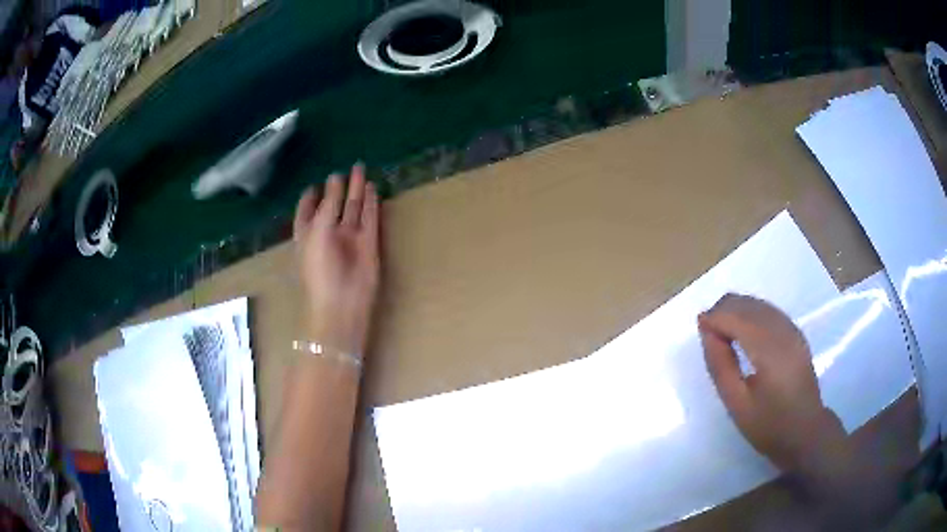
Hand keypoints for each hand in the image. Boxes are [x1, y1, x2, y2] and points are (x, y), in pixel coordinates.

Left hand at [293, 164, 379, 355]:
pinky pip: (370, 218)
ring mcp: (349, 239)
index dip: (311, 197)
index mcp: (308, 233)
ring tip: (361, 169)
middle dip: (338, 188)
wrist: (341, 304)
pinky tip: (373, 188)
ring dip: (357, 190)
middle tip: (345, 170)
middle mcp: (328, 234)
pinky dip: (372, 204)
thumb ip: (327, 205)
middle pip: (333, 206)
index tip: (316, 184)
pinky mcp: (368, 244)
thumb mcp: (316, 231)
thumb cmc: (320, 268)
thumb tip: (336, 179)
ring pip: (353, 209)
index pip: (308, 210)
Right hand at [698, 294, 846, 472]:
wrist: (805, 431)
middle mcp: (783, 332)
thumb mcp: (737, 404)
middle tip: (707, 329)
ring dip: (738, 309)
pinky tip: (743, 328)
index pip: (738, 317)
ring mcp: (792, 330)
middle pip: (749, 304)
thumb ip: (720, 366)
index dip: (715, 316)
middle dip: (724, 309)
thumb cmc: (768, 425)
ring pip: (759, 303)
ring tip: (721, 328)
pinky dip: (752, 312)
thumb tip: (707, 332)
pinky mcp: (796, 334)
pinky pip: (769, 311)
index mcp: (769, 350)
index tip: (698, 325)